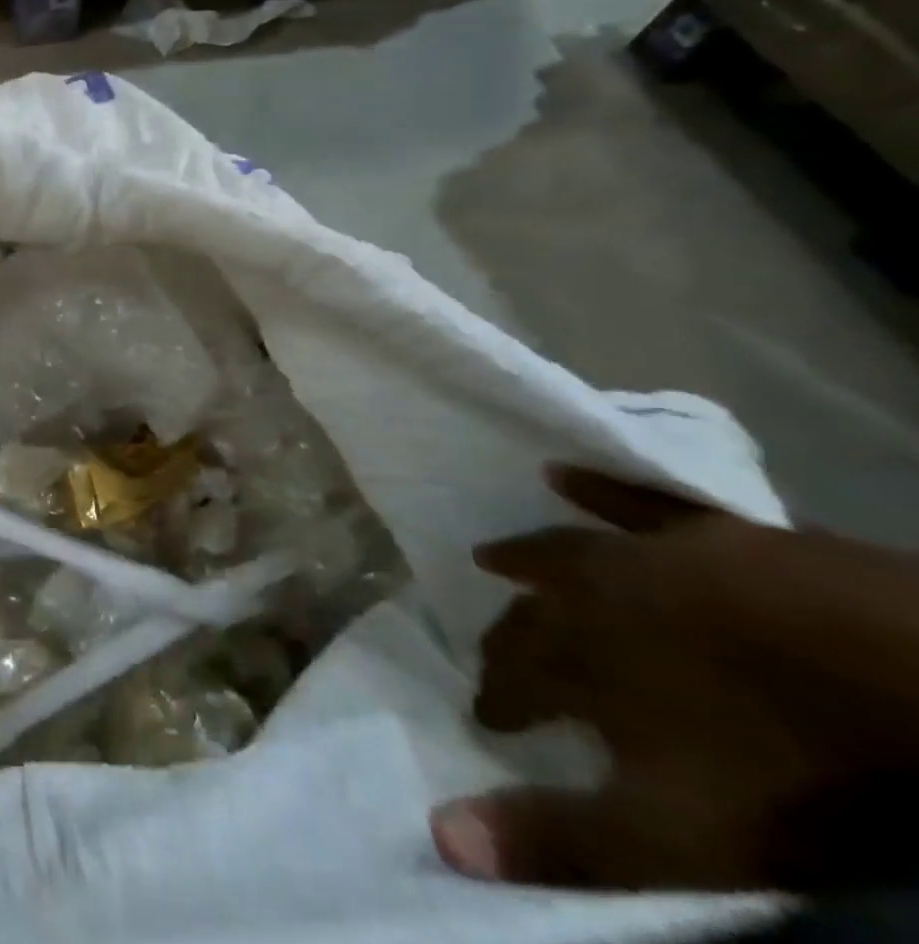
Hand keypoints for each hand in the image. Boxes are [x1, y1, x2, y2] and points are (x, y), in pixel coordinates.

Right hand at [430, 465, 918, 891]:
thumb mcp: (677, 832)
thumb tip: (439, 836)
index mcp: (575, 657)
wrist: (912, 676)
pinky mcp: (703, 531)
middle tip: (494, 650)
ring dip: (523, 556)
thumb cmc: (788, 765)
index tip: (486, 717)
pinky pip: (631, 499)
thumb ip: (560, 835)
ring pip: (560, 552)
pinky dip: (594, 489)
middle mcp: (587, 596)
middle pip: (530, 613)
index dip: (495, 698)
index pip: (511, 677)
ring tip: (493, 556)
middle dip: (506, 634)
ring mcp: (645, 554)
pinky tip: (560, 474)